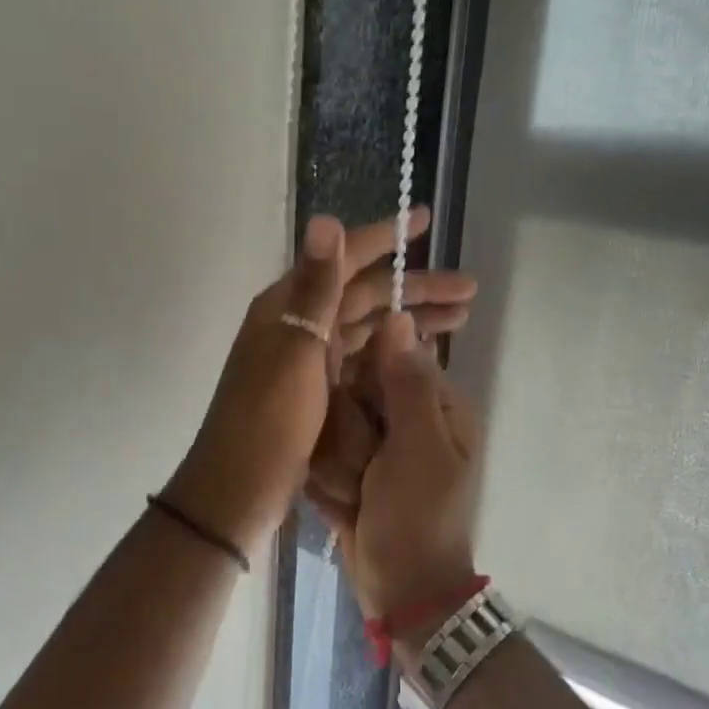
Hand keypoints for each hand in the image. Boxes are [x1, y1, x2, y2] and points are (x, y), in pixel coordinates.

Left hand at [167, 210, 476, 554]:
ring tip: (461, 319)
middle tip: (469, 290)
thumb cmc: (269, 421)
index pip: (343, 259)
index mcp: (288, 306)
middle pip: (364, 295)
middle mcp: (298, 324)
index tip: (425, 219)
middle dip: (416, 288)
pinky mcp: (318, 391)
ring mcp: (308, 360)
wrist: (239, 490)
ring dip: (411, 320)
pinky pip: (362, 359)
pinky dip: (392, 353)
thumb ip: (315, 288)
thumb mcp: (295, 351)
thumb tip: (325, 218)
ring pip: (367, 327)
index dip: (385, 237)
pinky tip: (423, 355)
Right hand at [309, 312, 481, 642]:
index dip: (363, 384)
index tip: (360, 418)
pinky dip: (329, 485)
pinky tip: (346, 508)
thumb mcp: (419, 447)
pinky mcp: (352, 471)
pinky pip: (321, 458)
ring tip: (358, 497)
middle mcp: (405, 417)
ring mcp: (376, 447)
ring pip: (329, 426)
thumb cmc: (419, 518)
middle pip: (349, 392)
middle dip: (348, 436)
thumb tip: (399, 314)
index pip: (384, 358)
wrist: (404, 594)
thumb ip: (406, 383)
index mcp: (435, 404)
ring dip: (337, 466)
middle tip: (366, 473)